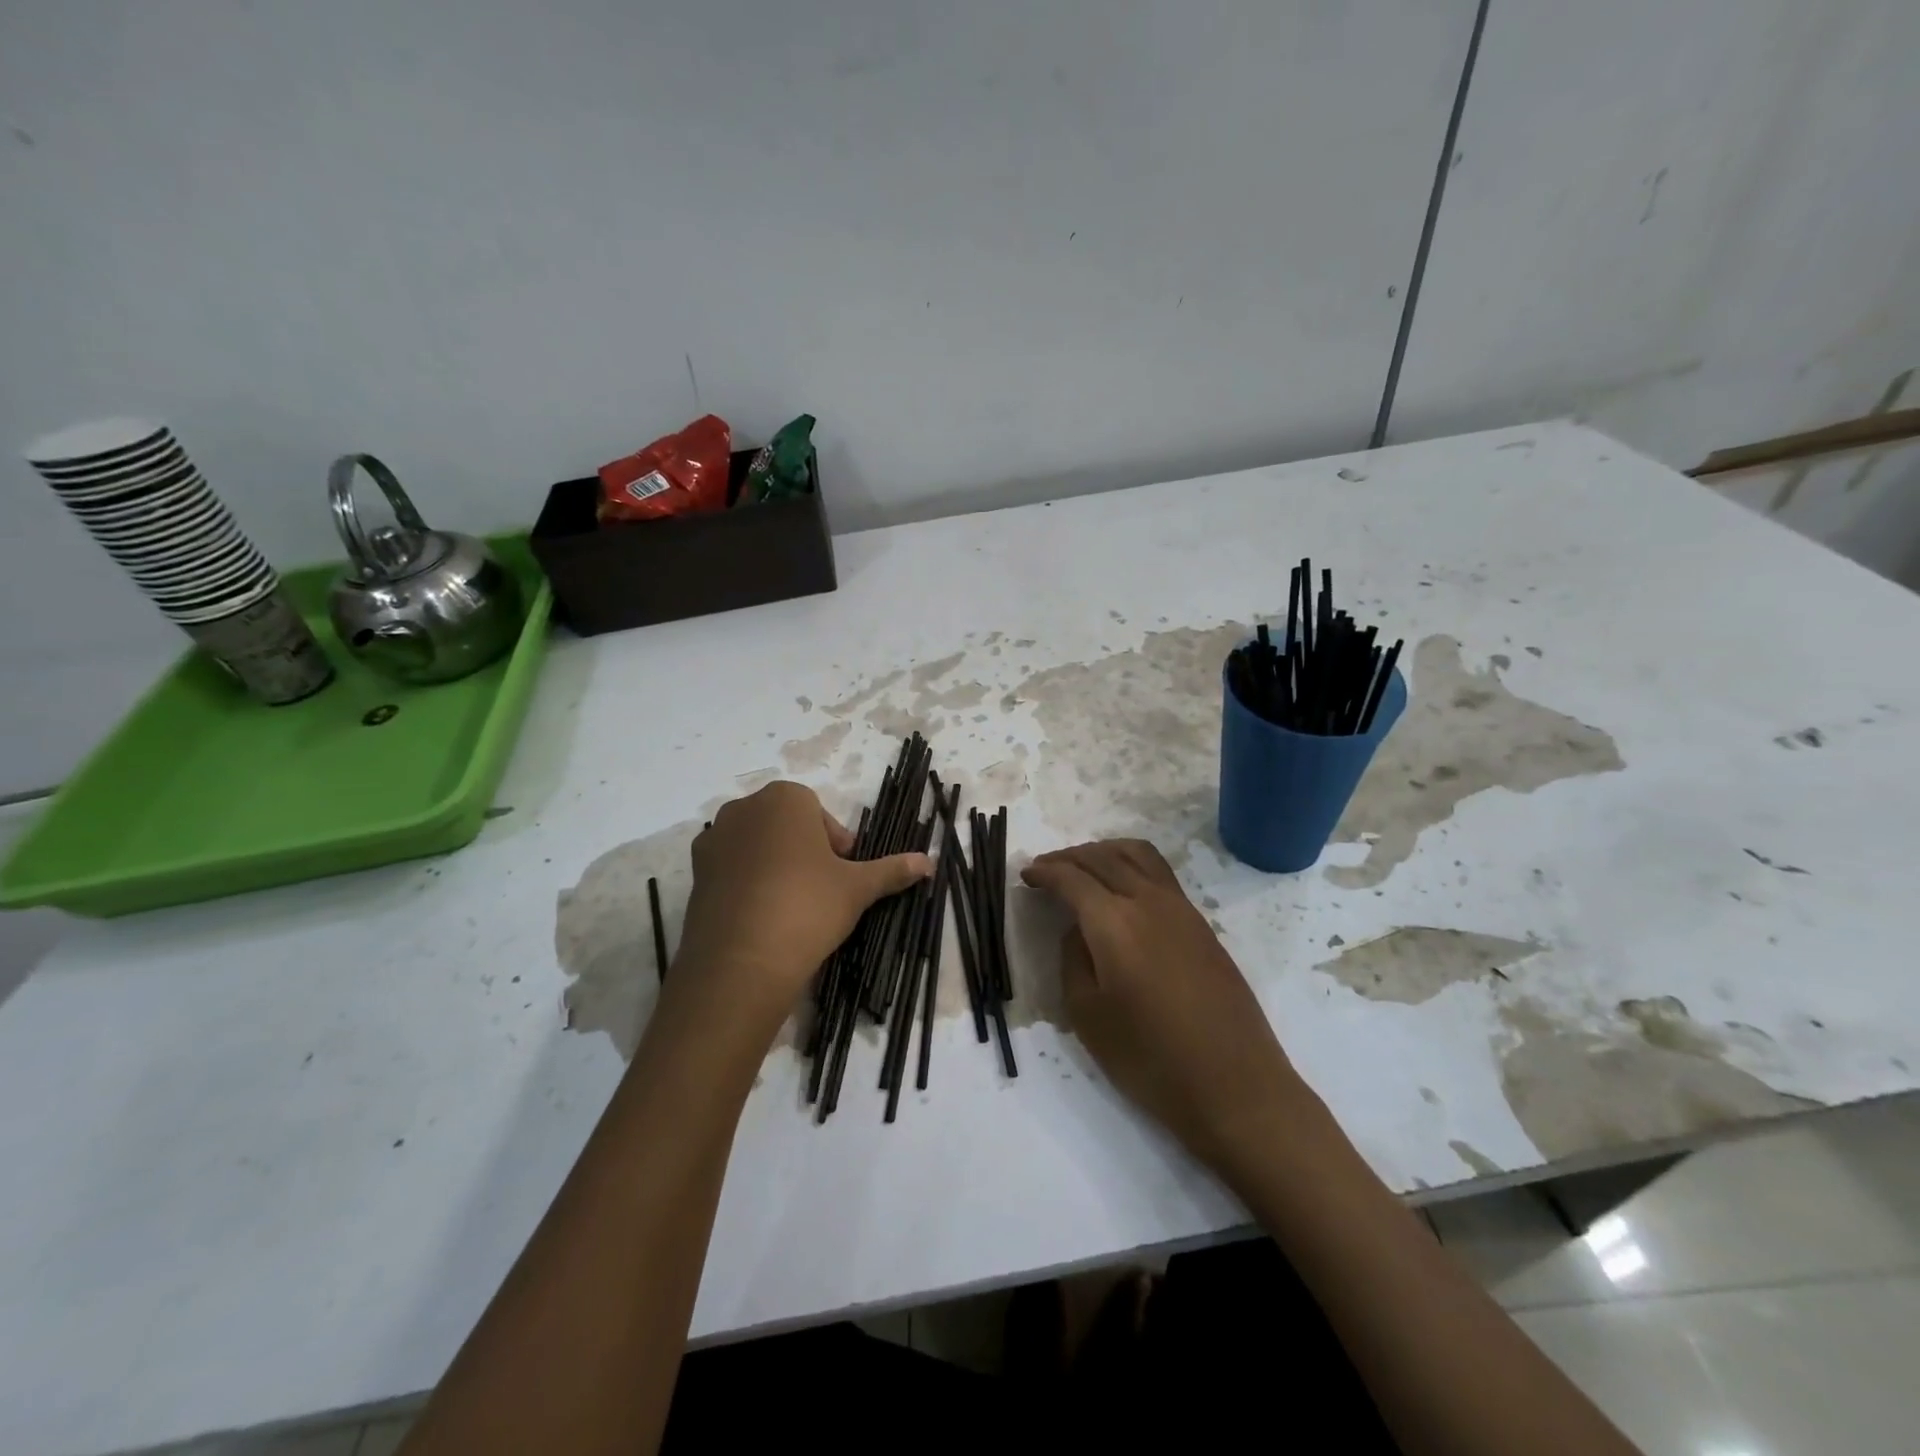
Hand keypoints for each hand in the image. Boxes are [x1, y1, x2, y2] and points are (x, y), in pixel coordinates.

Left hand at [673, 781, 930, 1040]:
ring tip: (791, 906)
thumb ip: (892, 869)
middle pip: (785, 824)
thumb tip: (930, 862)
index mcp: (785, 799)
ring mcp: (714, 840)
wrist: (741, 961)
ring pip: (756, 845)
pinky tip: (762, 917)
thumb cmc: (808, 906)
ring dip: (775, 865)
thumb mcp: (858, 888)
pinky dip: (747, 884)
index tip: (843, 873)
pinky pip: (730, 869)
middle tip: (822, 889)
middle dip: (805, 850)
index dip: (835, 843)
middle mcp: (744, 809)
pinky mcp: (695, 873)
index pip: (817, 812)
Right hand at [1022, 840, 1304, 1172]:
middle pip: (1103, 857)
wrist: (1236, 1087)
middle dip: (1069, 856)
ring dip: (1104, 852)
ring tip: (1084, 868)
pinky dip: (1131, 865)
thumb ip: (1073, 960)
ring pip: (1137, 855)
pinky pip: (1159, 873)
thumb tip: (1078, 930)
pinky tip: (1122, 889)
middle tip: (1047, 868)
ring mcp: (1181, 908)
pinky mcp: (1202, 924)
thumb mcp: (1088, 1016)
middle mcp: (1148, 900)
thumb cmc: (1151, 1059)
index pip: (1072, 877)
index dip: (1045, 871)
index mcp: (1114, 922)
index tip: (1026, 874)